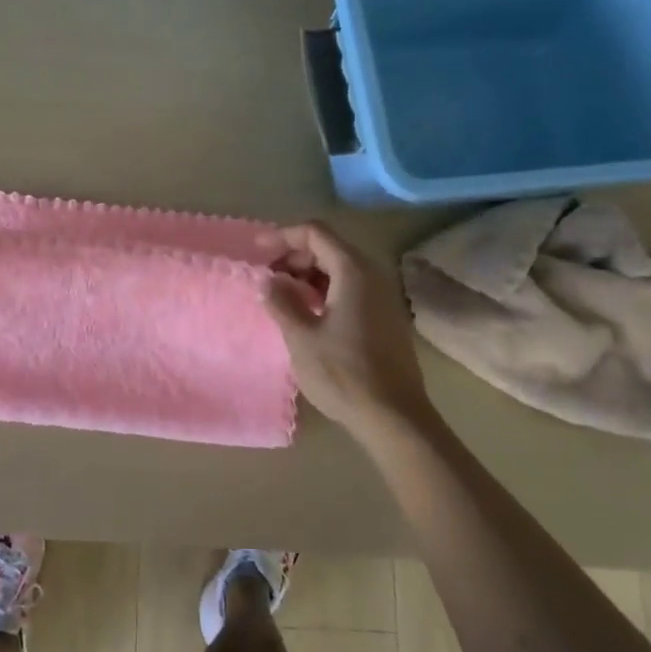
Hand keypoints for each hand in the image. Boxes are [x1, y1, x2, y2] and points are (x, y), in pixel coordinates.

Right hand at [262, 221, 437, 437]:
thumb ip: (281, 302)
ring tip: (281, 297)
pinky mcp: (384, 319)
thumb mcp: (301, 337)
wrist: (394, 418)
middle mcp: (372, 276)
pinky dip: (325, 292)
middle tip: (266, 278)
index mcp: (353, 272)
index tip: (256, 250)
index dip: (283, 236)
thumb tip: (268, 281)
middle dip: (294, 257)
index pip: (316, 233)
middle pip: (329, 248)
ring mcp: (382, 298)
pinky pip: (350, 290)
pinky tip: (307, 315)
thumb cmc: (343, 374)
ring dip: (308, 276)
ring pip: (340, 270)